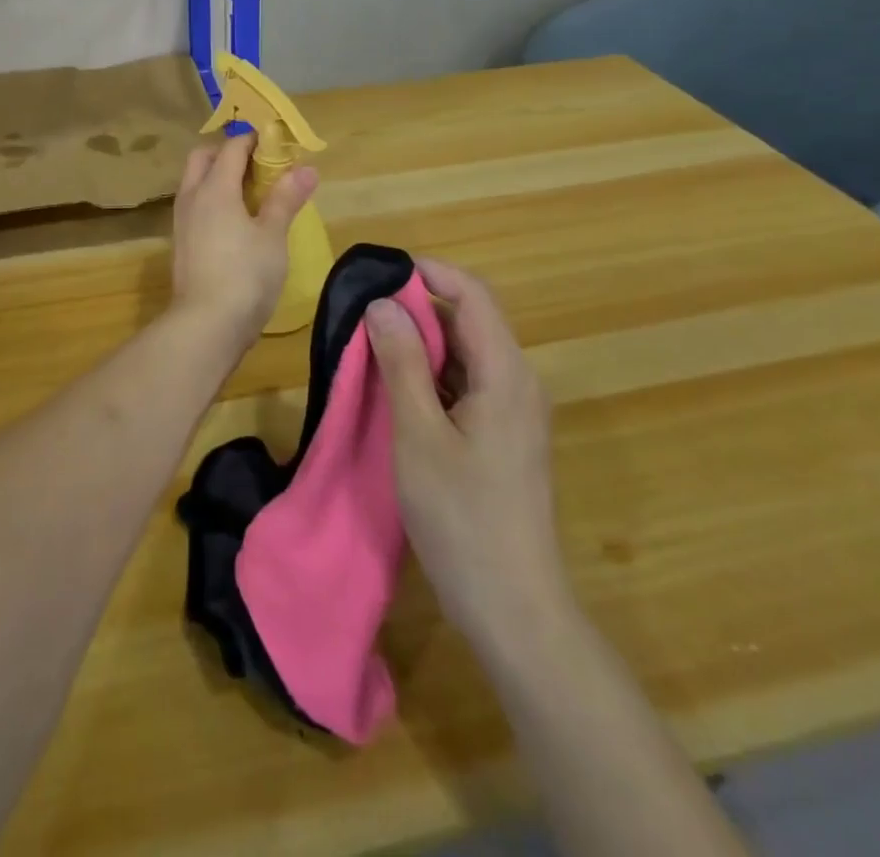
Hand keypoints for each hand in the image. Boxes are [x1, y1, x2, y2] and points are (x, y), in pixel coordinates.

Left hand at [170, 133, 317, 345]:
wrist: (205, 325)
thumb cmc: (245, 275)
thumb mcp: (273, 236)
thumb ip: (286, 199)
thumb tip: (305, 168)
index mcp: (214, 188)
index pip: (231, 147)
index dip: (254, 139)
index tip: (278, 143)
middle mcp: (192, 197)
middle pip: (202, 157)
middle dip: (227, 152)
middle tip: (259, 165)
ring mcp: (182, 221)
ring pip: (195, 182)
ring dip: (217, 176)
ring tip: (251, 193)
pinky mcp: (181, 243)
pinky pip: (195, 206)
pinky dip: (212, 200)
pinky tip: (235, 221)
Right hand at [366, 258, 569, 646]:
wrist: (513, 607)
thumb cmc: (462, 517)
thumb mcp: (419, 435)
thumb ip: (402, 363)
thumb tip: (382, 303)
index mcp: (505, 373)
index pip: (472, 294)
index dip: (428, 272)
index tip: (378, 273)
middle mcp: (517, 382)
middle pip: (469, 320)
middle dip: (416, 308)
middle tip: (362, 315)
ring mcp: (513, 412)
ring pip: (464, 353)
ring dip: (420, 344)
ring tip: (369, 348)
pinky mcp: (502, 436)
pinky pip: (465, 384)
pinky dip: (430, 376)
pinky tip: (394, 391)